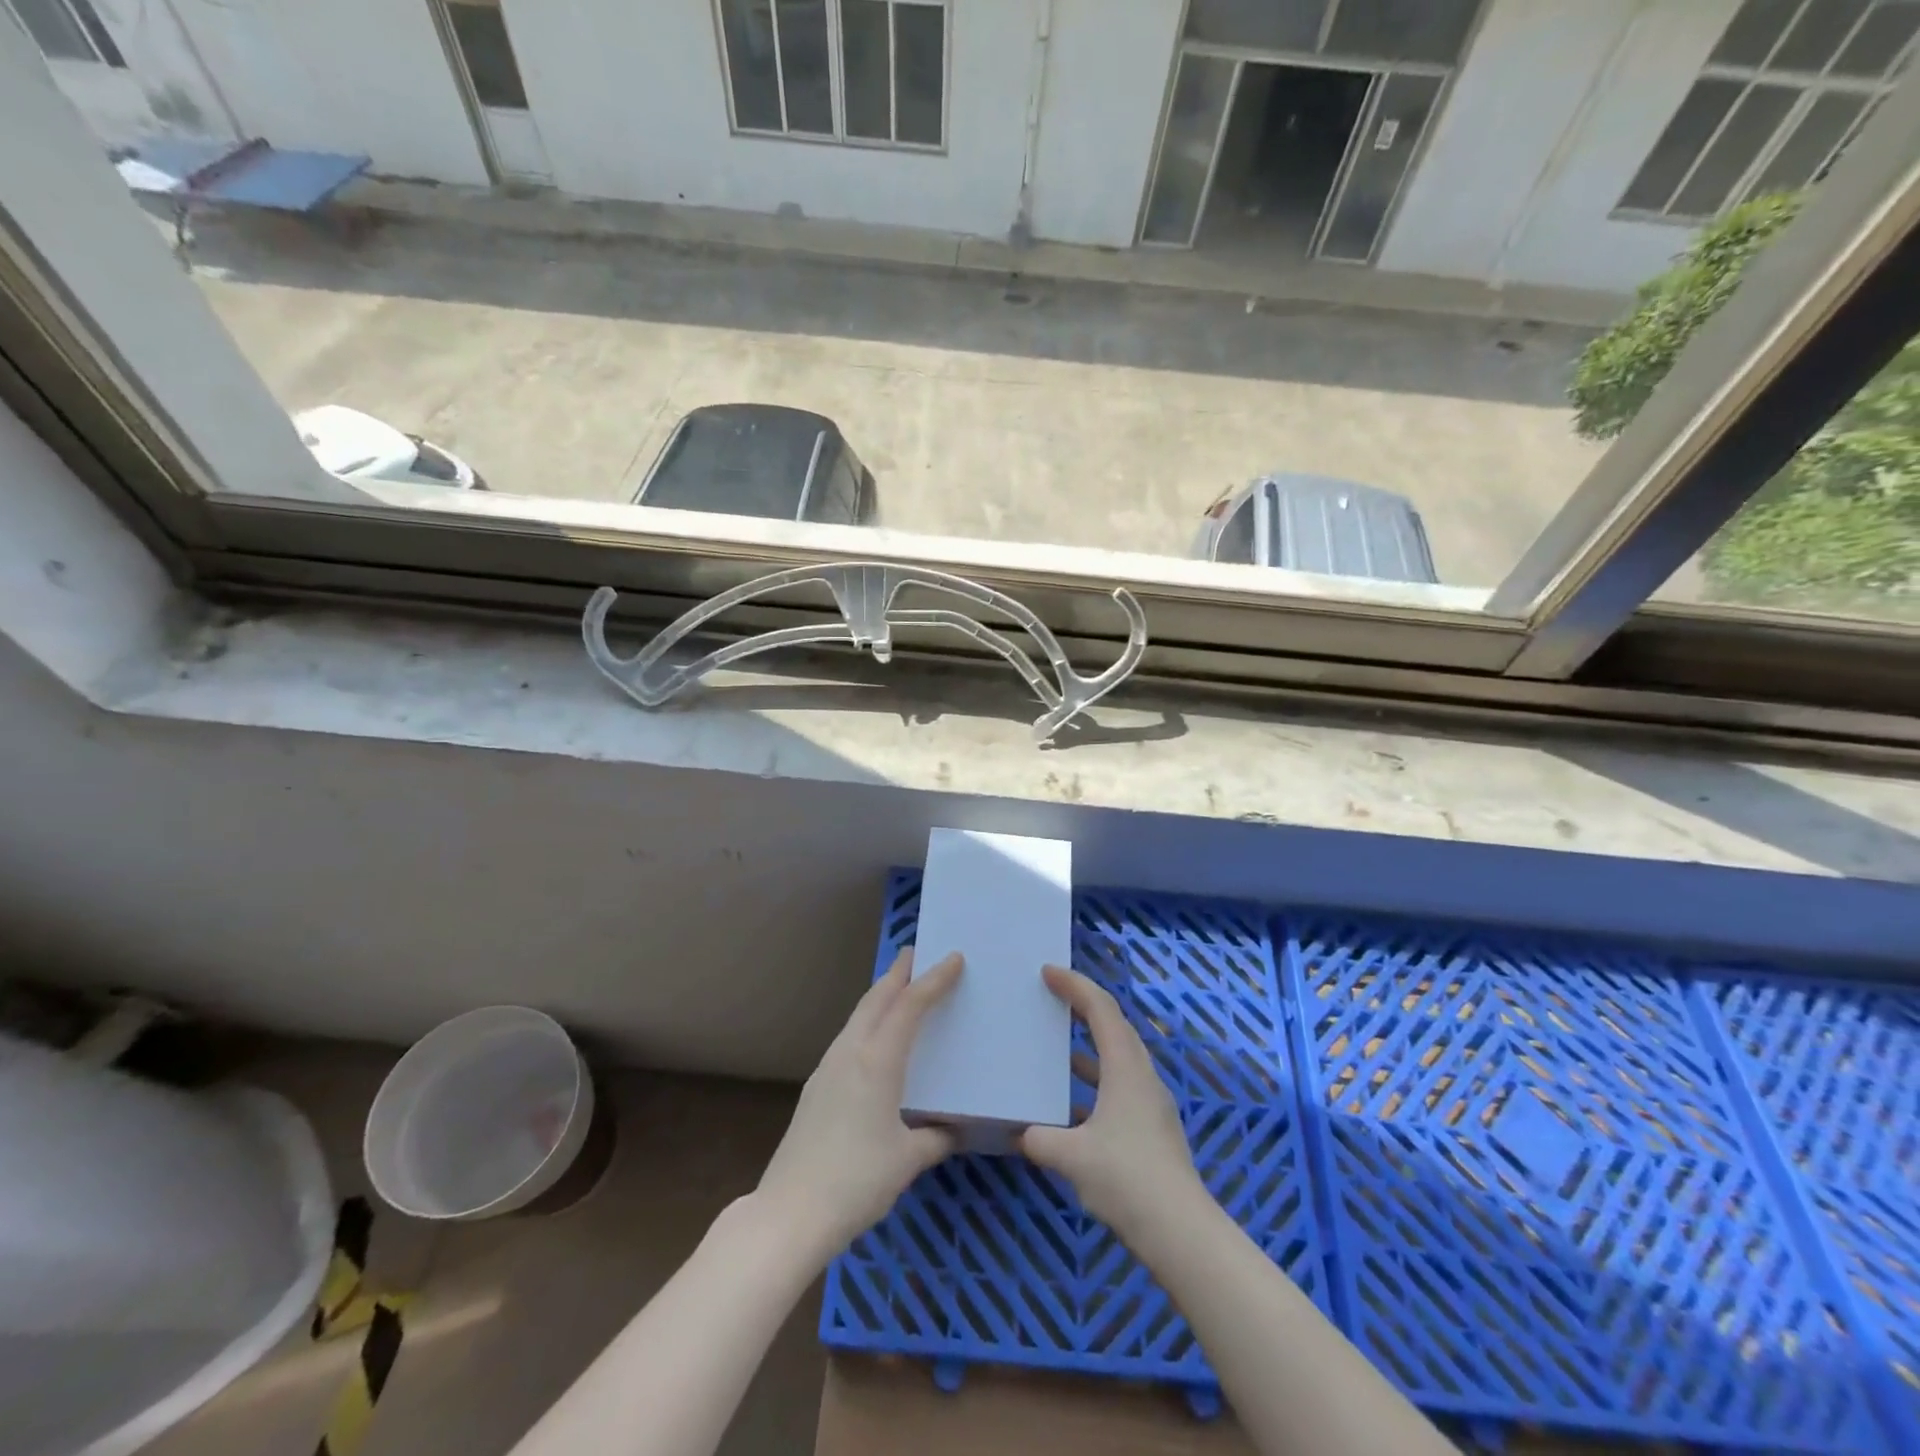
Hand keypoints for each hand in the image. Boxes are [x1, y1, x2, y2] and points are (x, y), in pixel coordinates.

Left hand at [755, 947, 962, 1260]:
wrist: (790, 1212)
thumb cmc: (857, 1181)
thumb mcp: (908, 1160)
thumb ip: (936, 1138)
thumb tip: (955, 1129)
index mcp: (877, 1061)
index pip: (910, 1005)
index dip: (933, 979)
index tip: (954, 957)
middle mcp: (850, 1052)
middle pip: (876, 999)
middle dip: (898, 973)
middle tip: (917, 955)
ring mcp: (827, 1067)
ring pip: (858, 1016)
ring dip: (880, 996)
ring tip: (899, 988)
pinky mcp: (816, 1086)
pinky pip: (848, 1037)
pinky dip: (867, 1021)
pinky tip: (874, 1039)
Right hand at [1019, 966, 1204, 1241]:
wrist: (1182, 1233)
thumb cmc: (1127, 1180)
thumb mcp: (1072, 1157)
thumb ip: (1040, 1140)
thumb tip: (1020, 1134)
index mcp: (1126, 1068)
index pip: (1101, 1009)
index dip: (1074, 985)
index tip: (1047, 972)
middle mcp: (1142, 1076)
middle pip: (1114, 1026)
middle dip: (1083, 1007)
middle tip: (1052, 997)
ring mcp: (1150, 1104)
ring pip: (1117, 1058)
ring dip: (1088, 1047)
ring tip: (1056, 1047)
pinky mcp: (1152, 1129)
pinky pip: (1119, 1086)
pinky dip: (1094, 1082)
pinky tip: (1069, 1107)